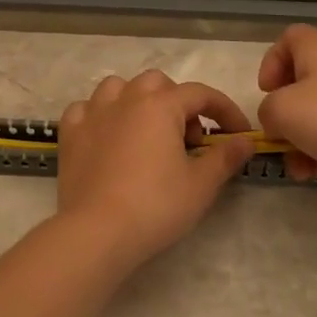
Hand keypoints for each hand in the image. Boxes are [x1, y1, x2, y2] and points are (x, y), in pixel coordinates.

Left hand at [55, 70, 253, 268]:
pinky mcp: (70, 135)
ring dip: (137, 101)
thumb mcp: (201, 185)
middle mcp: (125, 100)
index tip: (238, 134)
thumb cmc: (155, 206)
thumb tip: (245, 140)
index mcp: (160, 106)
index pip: (200, 94)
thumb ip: (225, 157)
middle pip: (157, 83)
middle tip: (188, 140)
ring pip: (117, 88)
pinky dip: (100, 115)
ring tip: (147, 132)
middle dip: (178, 103)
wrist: (97, 232)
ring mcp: (93, 114)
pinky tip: (107, 136)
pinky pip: (85, 109)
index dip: (224, 110)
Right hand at [256, 24, 316, 182]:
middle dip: (285, 119)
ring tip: (303, 170)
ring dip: (301, 145)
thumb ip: (267, 111)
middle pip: (300, 86)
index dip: (271, 61)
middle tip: (280, 138)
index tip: (267, 90)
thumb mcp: (282, 111)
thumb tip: (277, 122)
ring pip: (316, 118)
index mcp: (316, 53)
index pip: (290, 38)